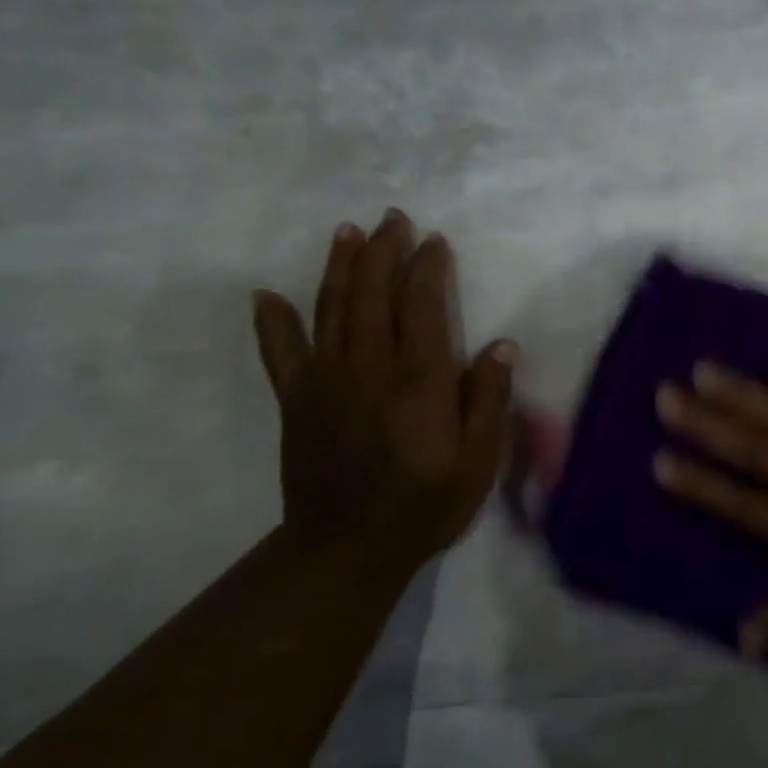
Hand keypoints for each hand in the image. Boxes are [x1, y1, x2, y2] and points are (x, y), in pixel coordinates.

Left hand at [252, 210, 514, 563]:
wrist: (347, 549)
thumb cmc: (425, 505)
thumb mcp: (478, 462)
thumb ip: (489, 402)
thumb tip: (502, 346)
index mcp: (419, 380)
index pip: (422, 305)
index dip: (427, 267)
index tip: (435, 240)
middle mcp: (369, 367)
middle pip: (373, 293)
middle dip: (383, 250)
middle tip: (393, 218)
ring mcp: (325, 380)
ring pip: (331, 308)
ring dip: (340, 266)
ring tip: (348, 231)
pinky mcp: (295, 400)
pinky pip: (280, 352)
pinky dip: (272, 321)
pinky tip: (266, 295)